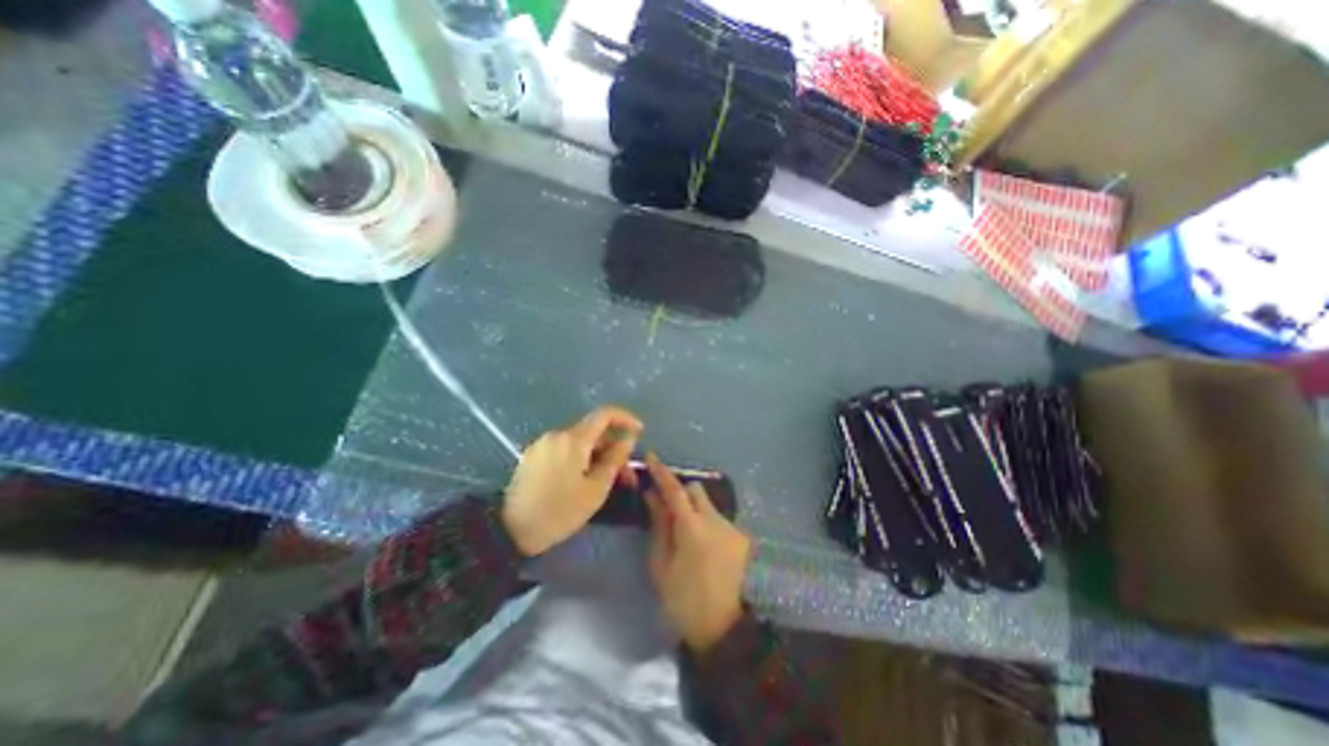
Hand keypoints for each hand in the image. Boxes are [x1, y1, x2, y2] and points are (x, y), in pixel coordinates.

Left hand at [502, 406, 640, 556]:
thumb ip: (614, 459)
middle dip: (612, 445)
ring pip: (579, 441)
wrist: (509, 530)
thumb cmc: (559, 511)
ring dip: (597, 453)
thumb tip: (628, 438)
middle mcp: (557, 434)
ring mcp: (543, 444)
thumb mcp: (595, 489)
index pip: (605, 414)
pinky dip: (580, 457)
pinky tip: (583, 477)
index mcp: (574, 439)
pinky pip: (564, 448)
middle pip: (592, 430)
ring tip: (606, 478)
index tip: (639, 431)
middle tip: (625, 470)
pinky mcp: (533, 455)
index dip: (625, 418)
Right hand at [641, 454, 745, 652]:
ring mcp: (731, 528)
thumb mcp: (661, 564)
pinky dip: (706, 523)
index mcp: (691, 527)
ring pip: (708, 504)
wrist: (721, 627)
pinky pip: (718, 519)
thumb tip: (652, 496)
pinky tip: (702, 547)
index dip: (661, 472)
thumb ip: (659, 524)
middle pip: (696, 489)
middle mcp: (715, 520)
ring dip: (694, 509)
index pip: (675, 489)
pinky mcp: (740, 538)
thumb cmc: (682, 599)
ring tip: (685, 534)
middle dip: (680, 493)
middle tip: (668, 509)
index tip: (651, 458)